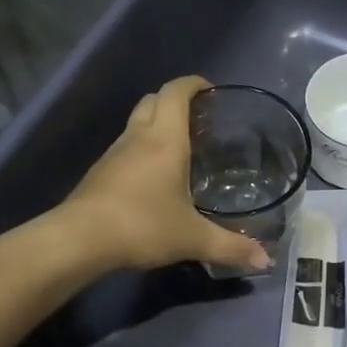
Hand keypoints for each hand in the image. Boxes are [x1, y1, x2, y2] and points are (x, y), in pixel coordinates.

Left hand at [63, 76, 271, 274]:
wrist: (80, 239)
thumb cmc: (142, 226)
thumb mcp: (192, 238)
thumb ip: (230, 247)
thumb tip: (266, 262)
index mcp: (165, 140)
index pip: (176, 93)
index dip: (193, 84)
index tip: (210, 89)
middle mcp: (139, 137)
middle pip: (153, 100)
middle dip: (175, 100)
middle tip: (198, 118)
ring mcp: (115, 152)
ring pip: (137, 122)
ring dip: (156, 124)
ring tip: (180, 146)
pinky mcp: (100, 171)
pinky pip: (126, 146)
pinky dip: (142, 147)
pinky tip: (154, 175)